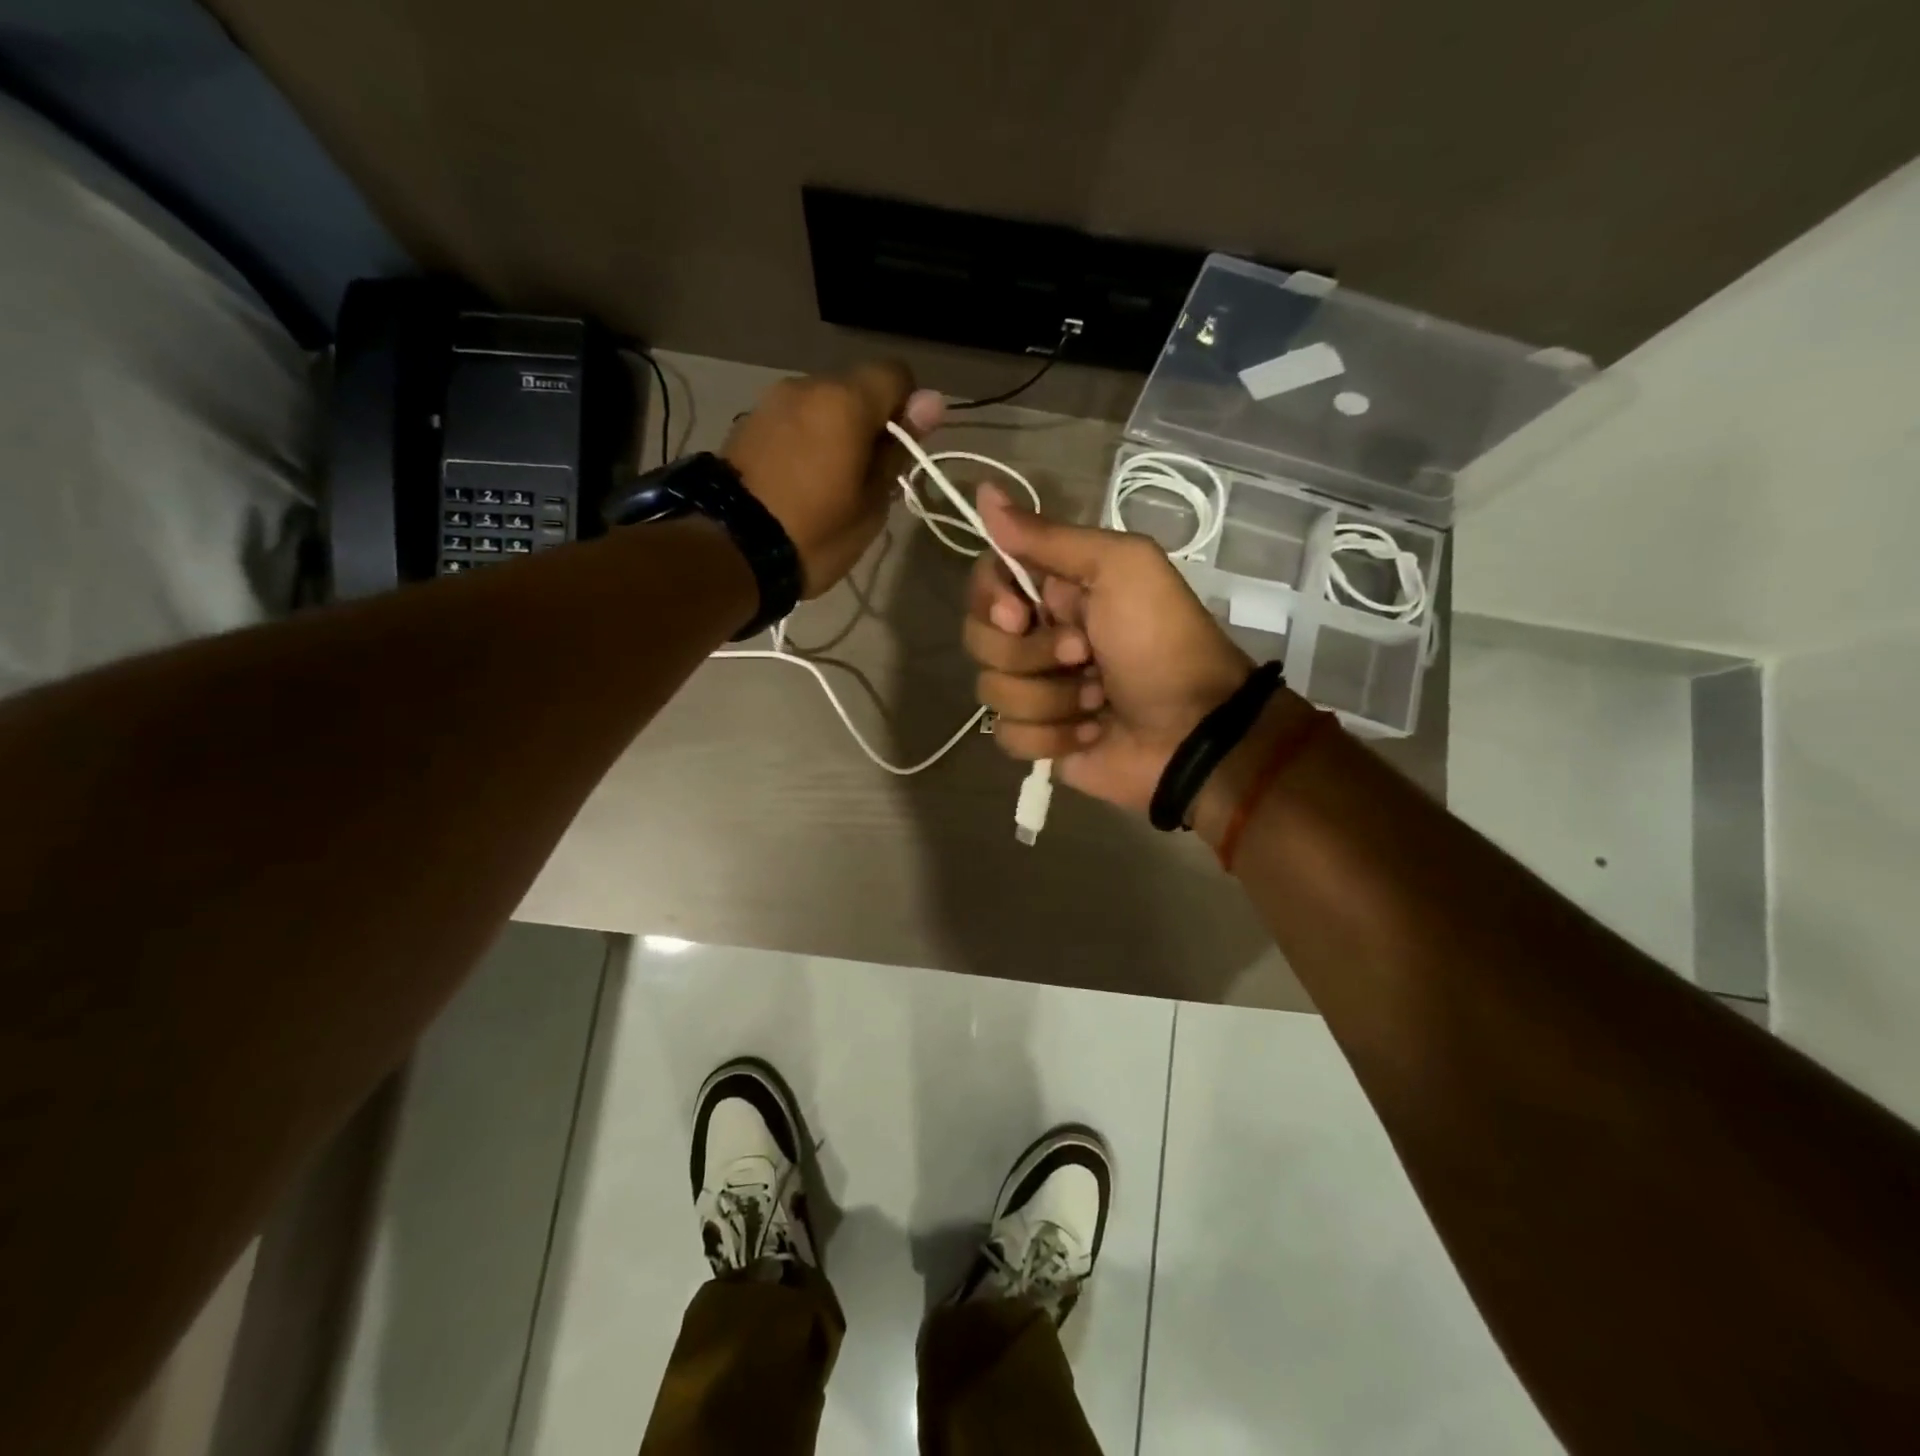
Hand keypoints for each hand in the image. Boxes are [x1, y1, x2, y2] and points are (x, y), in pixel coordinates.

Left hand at [723, 362, 944, 596]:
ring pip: (822, 405)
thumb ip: (898, 448)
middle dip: (868, 423)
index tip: (899, 451)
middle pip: (856, 389)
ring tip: (828, 484)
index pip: (896, 374)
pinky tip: (799, 481)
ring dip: (834, 432)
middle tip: (865, 477)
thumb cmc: (816, 532)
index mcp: (845, 401)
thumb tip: (932, 401)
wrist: (731, 550)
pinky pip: (794, 421)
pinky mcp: (748, 423)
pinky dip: (805, 441)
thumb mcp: (872, 502)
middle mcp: (807, 386)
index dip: (908, 408)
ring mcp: (771, 401)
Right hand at [963, 483, 1253, 812]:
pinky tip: (1091, 733)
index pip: (985, 582)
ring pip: (991, 691)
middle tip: (1082, 655)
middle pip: (979, 639)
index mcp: (1054, 591)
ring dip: (1052, 698)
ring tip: (1098, 700)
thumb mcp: (1120, 568)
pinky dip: (1052, 737)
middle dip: (1030, 654)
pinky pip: (1008, 736)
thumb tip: (985, 491)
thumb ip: (1049, 536)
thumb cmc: (1162, 641)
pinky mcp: (1040, 739)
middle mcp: (1038, 637)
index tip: (1019, 614)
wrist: (1194, 730)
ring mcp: (1036, 691)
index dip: (990, 599)